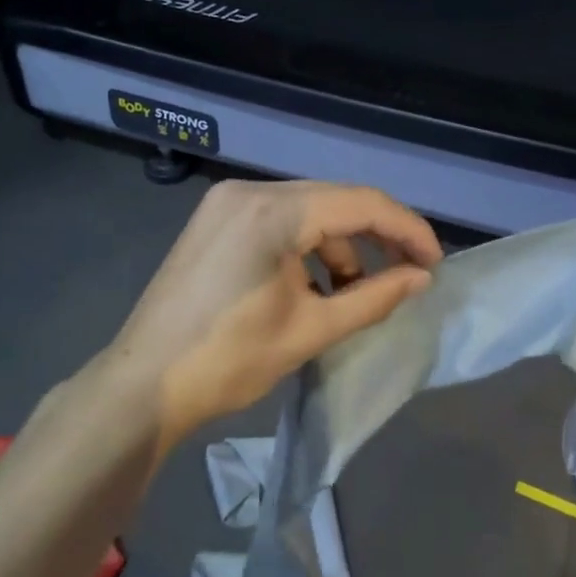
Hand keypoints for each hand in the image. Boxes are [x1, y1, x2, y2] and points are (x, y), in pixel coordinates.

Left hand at [105, 179, 442, 446]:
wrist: (141, 386)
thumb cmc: (228, 361)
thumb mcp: (311, 330)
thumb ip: (374, 297)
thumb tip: (421, 279)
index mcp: (273, 212)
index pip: (361, 202)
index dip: (407, 230)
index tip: (434, 263)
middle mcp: (250, 191)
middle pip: (336, 199)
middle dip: (377, 234)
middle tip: (410, 271)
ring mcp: (228, 201)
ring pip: (308, 209)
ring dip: (341, 244)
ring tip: (356, 291)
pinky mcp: (217, 218)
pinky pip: (280, 219)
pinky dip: (307, 246)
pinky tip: (315, 285)